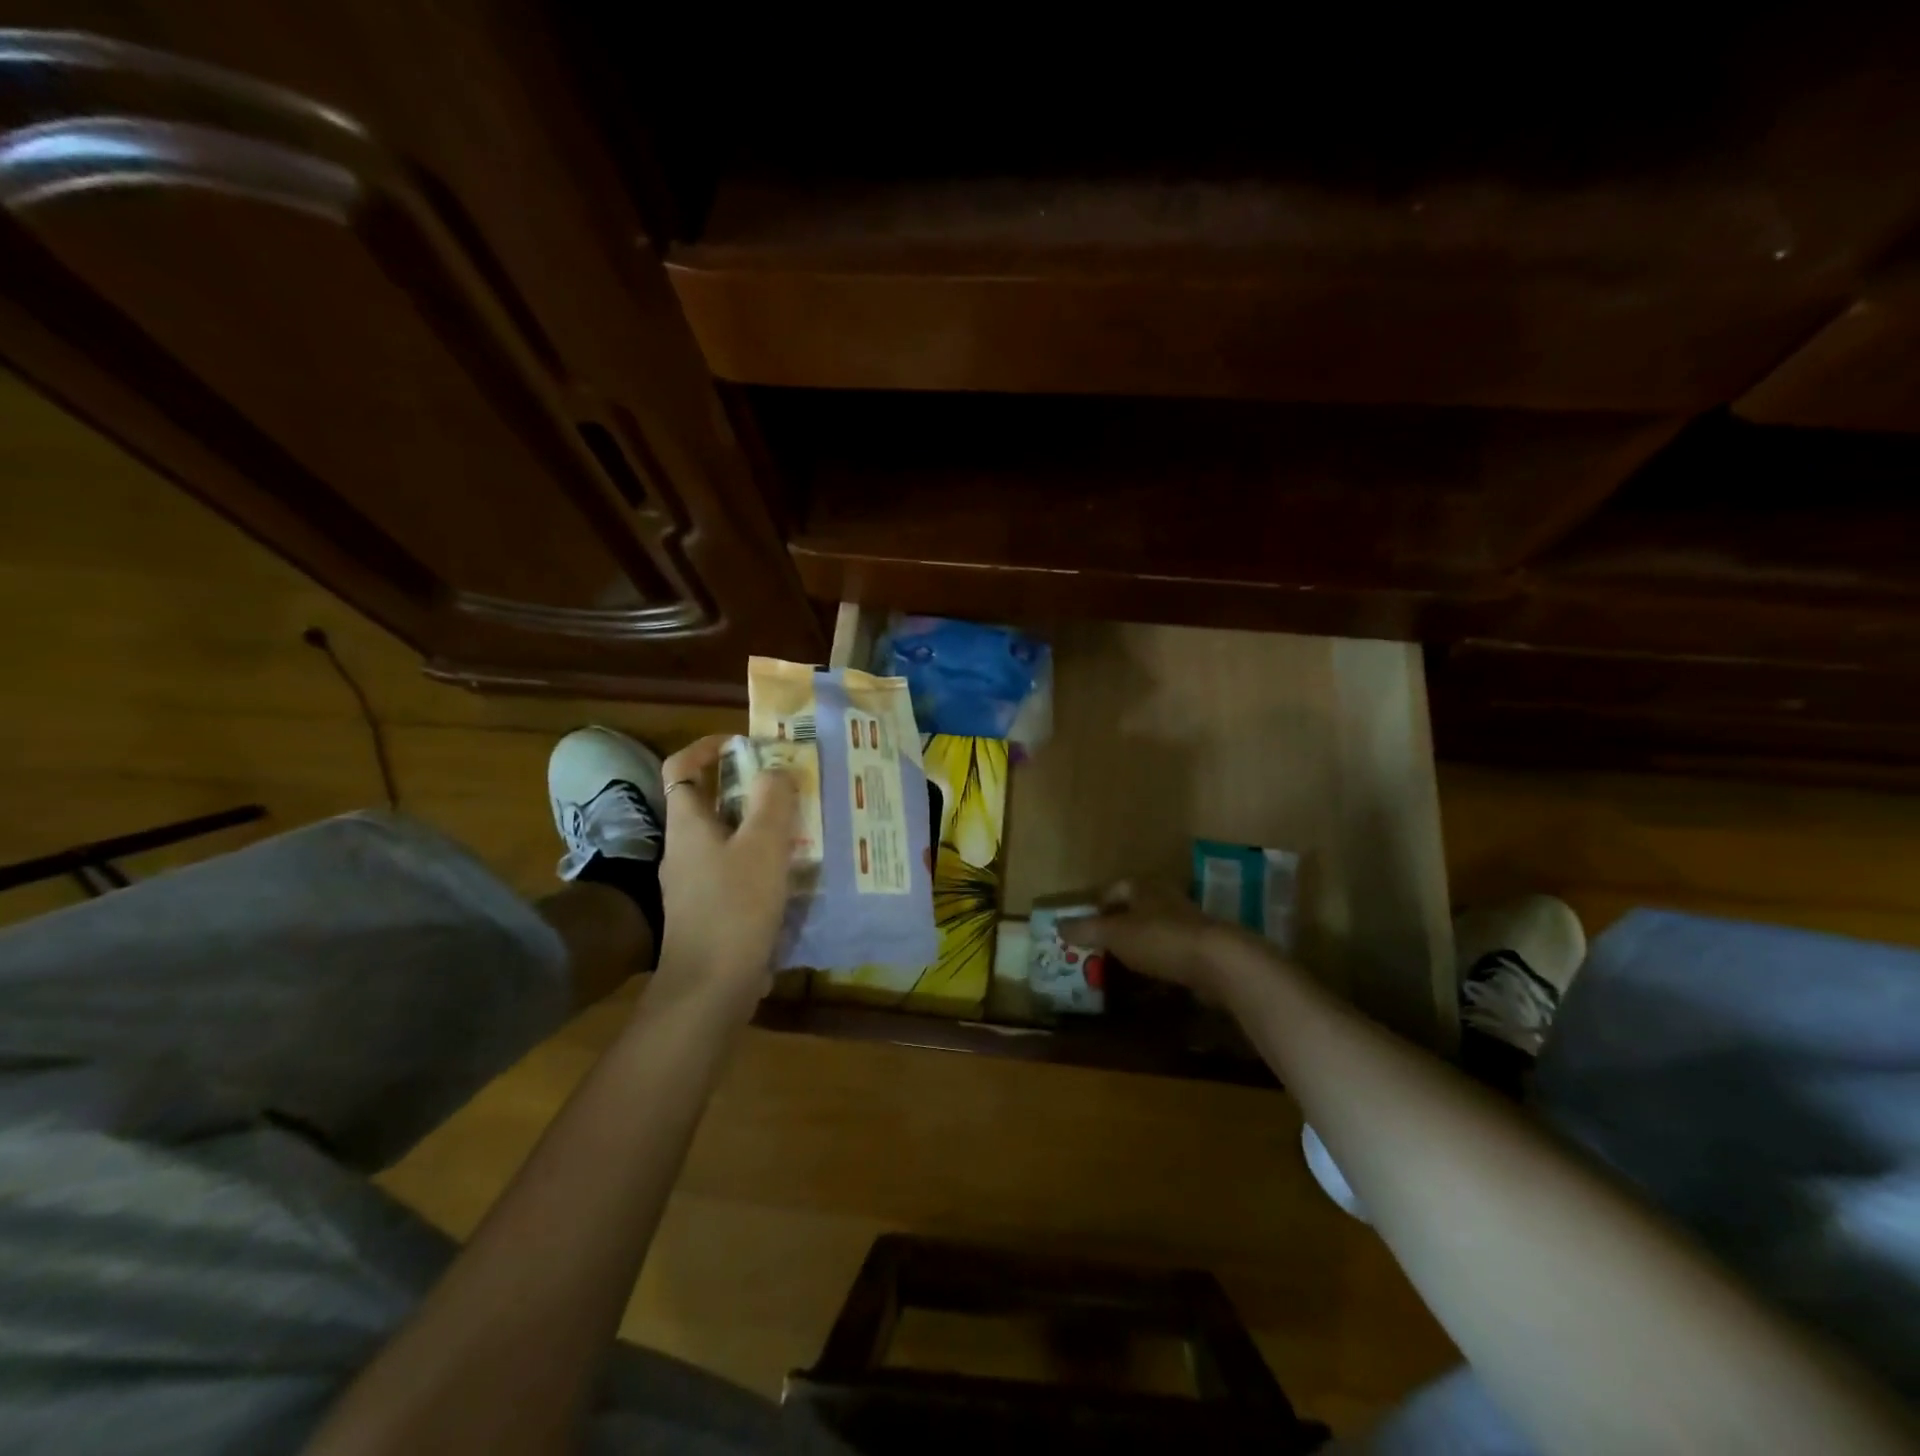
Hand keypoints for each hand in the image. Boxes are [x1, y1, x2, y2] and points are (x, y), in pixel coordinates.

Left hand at [653, 735, 797, 1007]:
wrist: (710, 987)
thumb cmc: (735, 907)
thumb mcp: (763, 845)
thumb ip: (772, 800)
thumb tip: (775, 770)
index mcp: (687, 824)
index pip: (681, 768)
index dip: (707, 748)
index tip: (745, 744)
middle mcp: (684, 848)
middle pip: (710, 802)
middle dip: (749, 789)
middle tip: (789, 787)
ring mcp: (694, 882)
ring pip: (727, 838)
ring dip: (760, 826)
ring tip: (800, 826)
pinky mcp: (709, 910)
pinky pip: (735, 869)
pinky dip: (760, 861)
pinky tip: (792, 873)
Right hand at [1060, 882, 1262, 1004]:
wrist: (1219, 962)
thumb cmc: (1159, 939)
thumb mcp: (1114, 934)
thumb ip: (1086, 930)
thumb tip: (1057, 925)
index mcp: (1144, 887)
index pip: (1115, 888)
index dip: (1099, 904)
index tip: (1086, 924)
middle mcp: (1167, 898)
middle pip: (1136, 908)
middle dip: (1118, 925)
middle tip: (1100, 946)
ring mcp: (1188, 923)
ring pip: (1155, 930)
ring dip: (1140, 944)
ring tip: (1122, 965)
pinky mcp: (1204, 948)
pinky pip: (1173, 952)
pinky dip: (1159, 963)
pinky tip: (1151, 980)